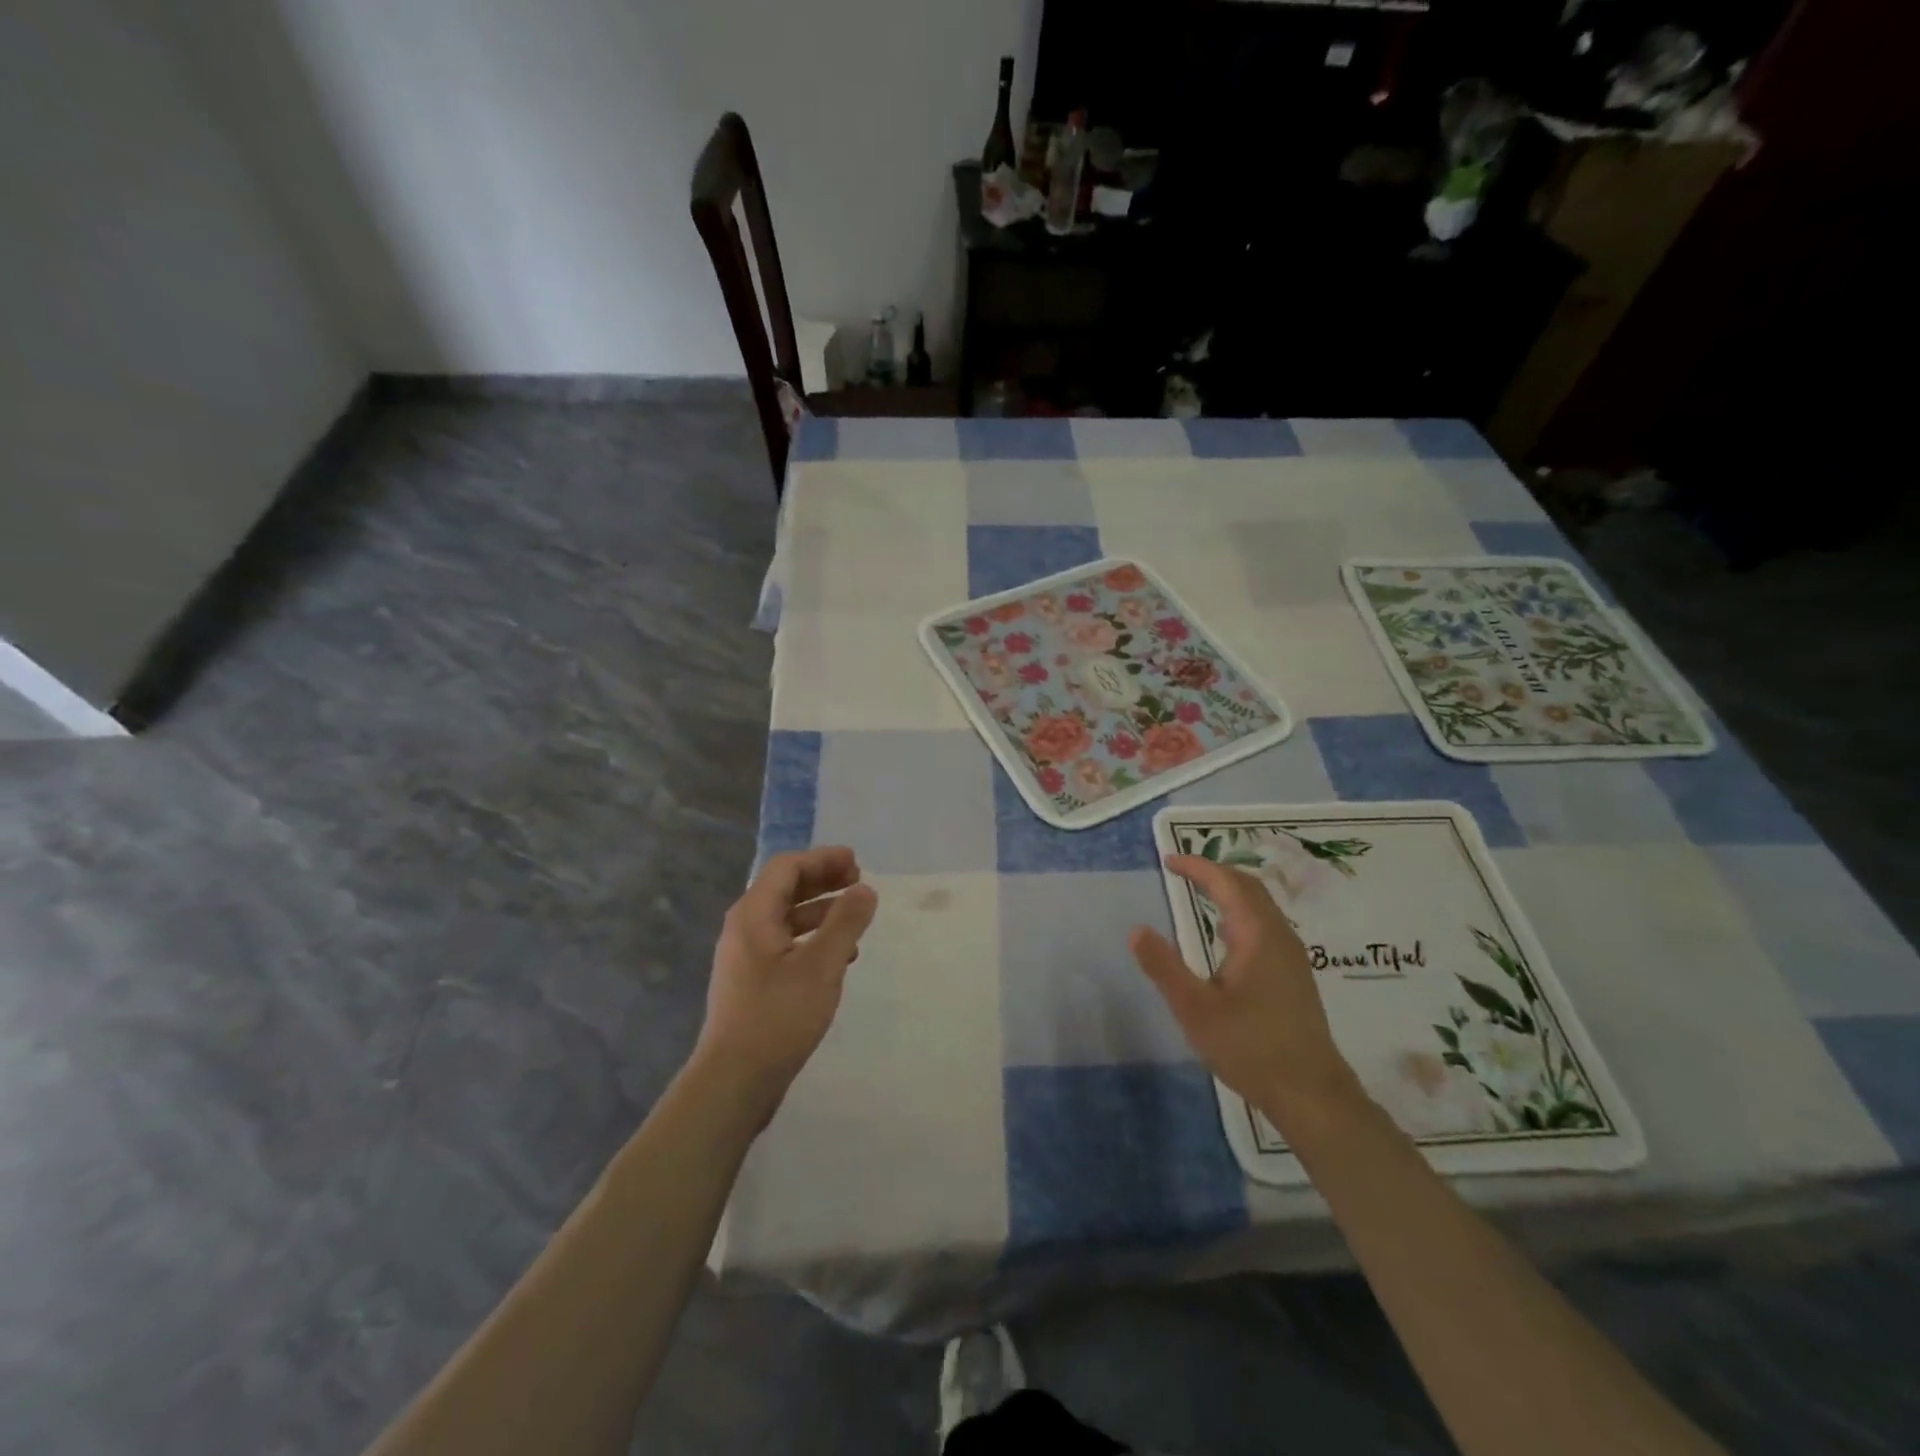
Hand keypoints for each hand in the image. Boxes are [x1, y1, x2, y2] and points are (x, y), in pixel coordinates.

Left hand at [693, 847, 878, 1123]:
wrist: (734, 1080)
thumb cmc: (779, 1016)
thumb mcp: (822, 965)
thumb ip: (846, 922)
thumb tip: (864, 889)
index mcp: (753, 915)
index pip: (787, 867)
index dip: (822, 858)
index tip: (856, 863)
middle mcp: (744, 928)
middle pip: (784, 888)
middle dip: (822, 880)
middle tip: (858, 883)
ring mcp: (745, 956)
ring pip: (786, 918)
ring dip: (821, 910)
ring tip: (855, 917)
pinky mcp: (752, 981)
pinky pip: (785, 943)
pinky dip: (812, 938)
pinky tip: (839, 956)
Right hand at [1130, 854, 1361, 1131]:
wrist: (1311, 1094)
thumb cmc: (1250, 1048)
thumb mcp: (1195, 1009)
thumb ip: (1164, 967)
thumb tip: (1136, 930)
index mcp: (1257, 935)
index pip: (1227, 883)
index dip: (1198, 867)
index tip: (1169, 860)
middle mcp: (1279, 936)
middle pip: (1249, 887)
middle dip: (1215, 872)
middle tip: (1182, 870)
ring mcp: (1292, 956)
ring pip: (1261, 906)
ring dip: (1230, 891)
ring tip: (1199, 892)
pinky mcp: (1294, 975)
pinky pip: (1265, 924)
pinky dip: (1240, 912)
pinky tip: (1225, 935)